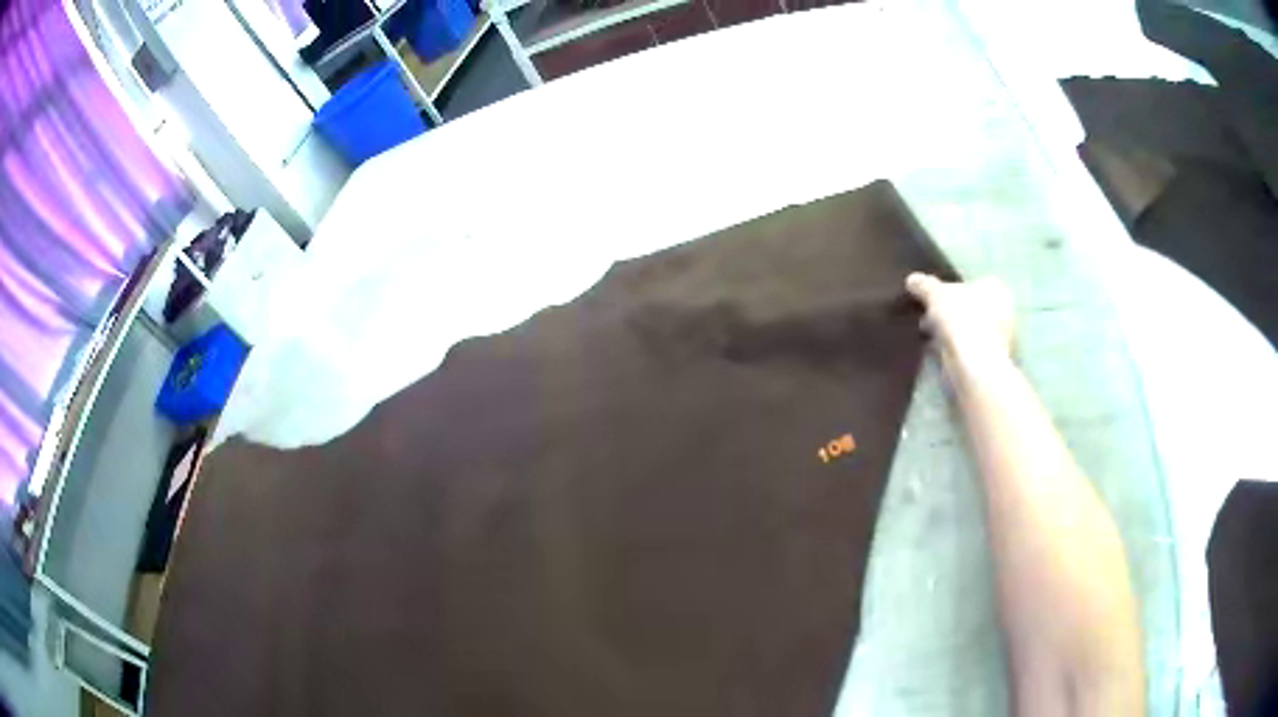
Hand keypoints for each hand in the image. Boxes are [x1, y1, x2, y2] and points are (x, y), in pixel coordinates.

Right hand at [905, 273, 1014, 369]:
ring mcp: (998, 340)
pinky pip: (966, 349)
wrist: (973, 366)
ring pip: (968, 329)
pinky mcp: (988, 361)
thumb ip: (925, 285)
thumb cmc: (961, 320)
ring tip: (928, 334)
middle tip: (929, 315)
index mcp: (996, 289)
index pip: (973, 283)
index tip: (936, 297)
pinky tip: (936, 350)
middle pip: (971, 307)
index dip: (954, 289)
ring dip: (951, 332)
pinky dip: (953, 349)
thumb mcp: (936, 294)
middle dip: (952, 312)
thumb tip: (912, 279)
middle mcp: (1003, 312)